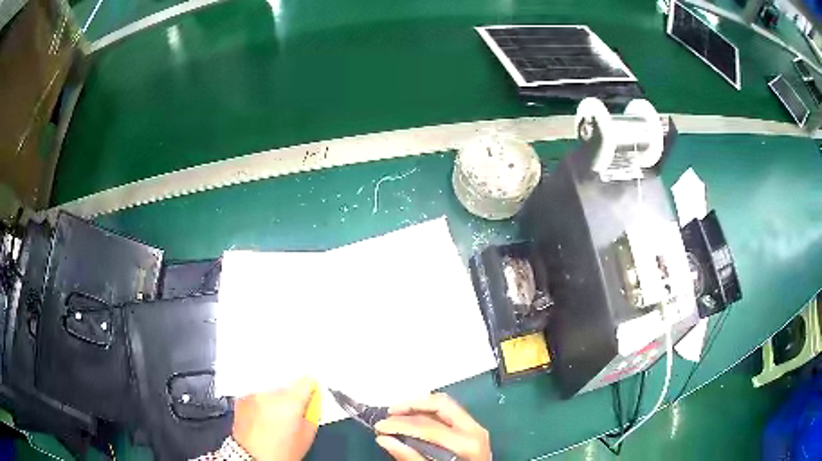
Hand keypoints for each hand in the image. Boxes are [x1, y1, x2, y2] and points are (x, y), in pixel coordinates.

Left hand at [232, 377, 318, 460]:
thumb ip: (311, 414)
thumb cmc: (279, 453)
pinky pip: (257, 395)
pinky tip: (264, 418)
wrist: (252, 458)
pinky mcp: (241, 399)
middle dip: (292, 397)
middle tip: (294, 415)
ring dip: (276, 399)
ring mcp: (253, 395)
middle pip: (287, 385)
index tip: (311, 395)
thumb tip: (311, 402)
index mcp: (289, 401)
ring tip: (276, 418)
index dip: (311, 389)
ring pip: (271, 390)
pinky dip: (262, 403)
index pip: (305, 380)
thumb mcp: (306, 436)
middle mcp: (269, 394)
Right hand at [374, 393, 490, 460]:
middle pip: (440, 404)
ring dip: (420, 406)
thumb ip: (410, 457)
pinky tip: (415, 419)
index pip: (428, 426)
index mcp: (466, 443)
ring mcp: (476, 427)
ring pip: (446, 404)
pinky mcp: (472, 429)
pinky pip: (449, 412)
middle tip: (390, 413)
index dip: (400, 424)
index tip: (380, 427)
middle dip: (412, 405)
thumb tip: (384, 439)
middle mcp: (474, 429)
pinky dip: (429, 412)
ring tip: (398, 414)